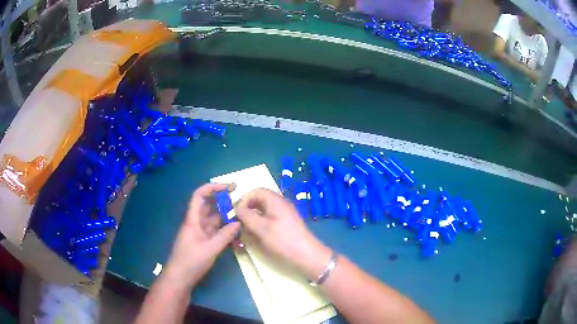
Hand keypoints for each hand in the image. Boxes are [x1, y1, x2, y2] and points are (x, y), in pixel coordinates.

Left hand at [164, 183, 240, 287]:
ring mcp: (199, 233)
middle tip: (239, 198)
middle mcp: (195, 223)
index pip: (200, 196)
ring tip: (240, 214)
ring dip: (224, 215)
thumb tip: (238, 223)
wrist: (180, 278)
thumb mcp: (211, 248)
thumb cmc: (191, 261)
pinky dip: (223, 228)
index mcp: (193, 219)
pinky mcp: (202, 242)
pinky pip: (214, 230)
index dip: (212, 188)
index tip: (228, 187)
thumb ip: (225, 235)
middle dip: (222, 200)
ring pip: (212, 219)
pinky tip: (234, 230)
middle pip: (208, 206)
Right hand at [235, 188, 331, 279]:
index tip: (236, 212)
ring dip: (253, 218)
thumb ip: (247, 216)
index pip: (256, 191)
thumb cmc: (283, 240)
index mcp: (275, 200)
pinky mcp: (285, 224)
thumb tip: (237, 208)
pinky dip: (260, 224)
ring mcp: (284, 214)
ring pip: (263, 211)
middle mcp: (280, 204)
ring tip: (246, 230)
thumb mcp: (261, 228)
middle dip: (247, 210)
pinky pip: (269, 219)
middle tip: (239, 222)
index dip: (244, 199)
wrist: (306, 255)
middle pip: (259, 201)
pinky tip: (256, 236)